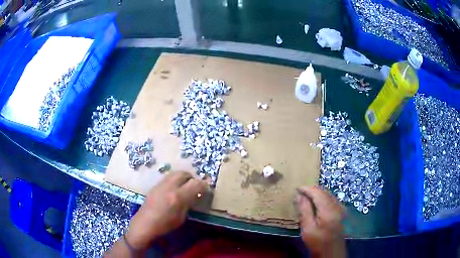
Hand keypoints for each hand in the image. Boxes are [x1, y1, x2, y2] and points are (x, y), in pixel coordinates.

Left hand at [126, 171, 207, 249]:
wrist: (145, 223)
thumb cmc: (164, 225)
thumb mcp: (181, 217)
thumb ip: (188, 204)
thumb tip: (194, 195)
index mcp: (178, 197)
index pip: (195, 184)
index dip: (203, 185)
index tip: (206, 189)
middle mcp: (169, 187)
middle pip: (184, 173)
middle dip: (192, 178)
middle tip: (194, 186)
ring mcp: (161, 184)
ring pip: (175, 173)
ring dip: (183, 177)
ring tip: (185, 186)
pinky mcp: (155, 185)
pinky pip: (168, 177)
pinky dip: (175, 180)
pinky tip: (174, 189)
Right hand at [296, 186, 345, 257]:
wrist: (331, 251)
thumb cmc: (317, 242)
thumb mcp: (308, 228)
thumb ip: (305, 210)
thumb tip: (299, 195)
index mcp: (328, 209)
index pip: (317, 192)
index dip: (307, 188)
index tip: (296, 188)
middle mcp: (336, 205)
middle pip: (324, 192)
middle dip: (312, 190)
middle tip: (299, 191)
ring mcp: (340, 208)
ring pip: (328, 194)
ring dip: (317, 193)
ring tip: (306, 196)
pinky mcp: (341, 211)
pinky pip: (330, 199)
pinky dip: (322, 198)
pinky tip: (316, 203)